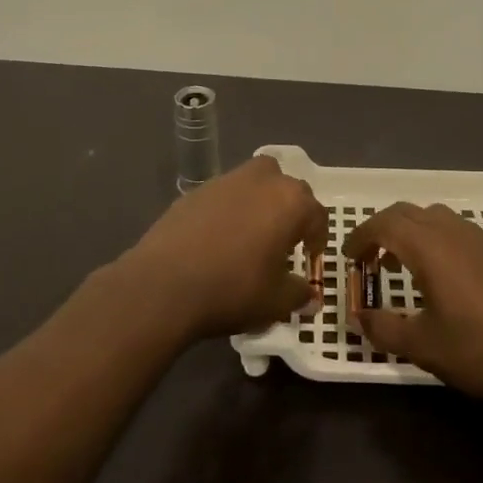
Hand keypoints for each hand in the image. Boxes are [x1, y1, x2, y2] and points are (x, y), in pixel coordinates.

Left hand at [118, 157, 325, 339]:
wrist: (164, 284)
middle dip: (290, 210)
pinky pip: (224, 196)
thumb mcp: (276, 302)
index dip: (317, 237)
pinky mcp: (195, 191)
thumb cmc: (233, 289)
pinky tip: (218, 239)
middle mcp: (261, 180)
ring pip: (254, 183)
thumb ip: (299, 294)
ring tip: (251, 235)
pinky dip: (228, 210)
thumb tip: (309, 294)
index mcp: (290, 202)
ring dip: (259, 203)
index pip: (317, 214)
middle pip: (286, 187)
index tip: (309, 257)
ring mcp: (225, 181)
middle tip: (283, 240)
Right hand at [345, 203, 482, 405]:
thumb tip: (357, 317)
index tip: (348, 258)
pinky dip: (433, 237)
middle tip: (368, 259)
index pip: (384, 224)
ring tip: (400, 264)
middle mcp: (452, 232)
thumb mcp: (423, 346)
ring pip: (432, 216)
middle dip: (381, 229)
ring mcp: (478, 238)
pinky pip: (453, 227)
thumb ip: (384, 329)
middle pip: (406, 212)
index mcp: (429, 248)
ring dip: (408, 231)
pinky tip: (438, 273)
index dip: (361, 236)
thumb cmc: (480, 350)